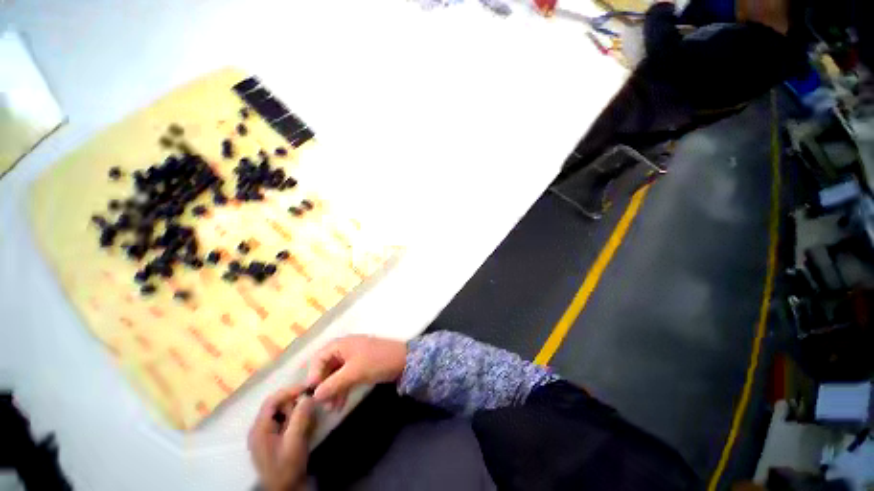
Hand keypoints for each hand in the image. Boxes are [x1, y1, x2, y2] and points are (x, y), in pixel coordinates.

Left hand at [248, 386, 314, 490]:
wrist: (285, 489)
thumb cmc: (288, 467)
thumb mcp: (295, 441)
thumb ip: (300, 417)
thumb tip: (309, 396)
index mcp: (259, 428)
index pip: (272, 400)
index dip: (290, 391)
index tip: (308, 388)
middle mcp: (258, 428)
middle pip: (277, 404)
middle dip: (294, 404)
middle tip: (308, 410)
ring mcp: (264, 434)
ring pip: (281, 412)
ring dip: (295, 412)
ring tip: (306, 422)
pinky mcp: (271, 438)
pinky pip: (283, 420)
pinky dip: (294, 419)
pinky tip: (302, 427)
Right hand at [305, 335, 406, 410]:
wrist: (403, 360)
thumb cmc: (376, 361)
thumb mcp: (353, 372)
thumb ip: (332, 384)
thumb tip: (314, 395)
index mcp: (342, 344)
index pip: (319, 357)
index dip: (313, 374)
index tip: (312, 392)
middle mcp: (345, 349)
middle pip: (327, 367)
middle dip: (323, 385)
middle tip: (322, 405)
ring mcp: (354, 357)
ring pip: (336, 374)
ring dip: (332, 390)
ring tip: (331, 409)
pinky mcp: (361, 366)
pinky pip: (346, 377)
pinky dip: (342, 389)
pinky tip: (340, 404)